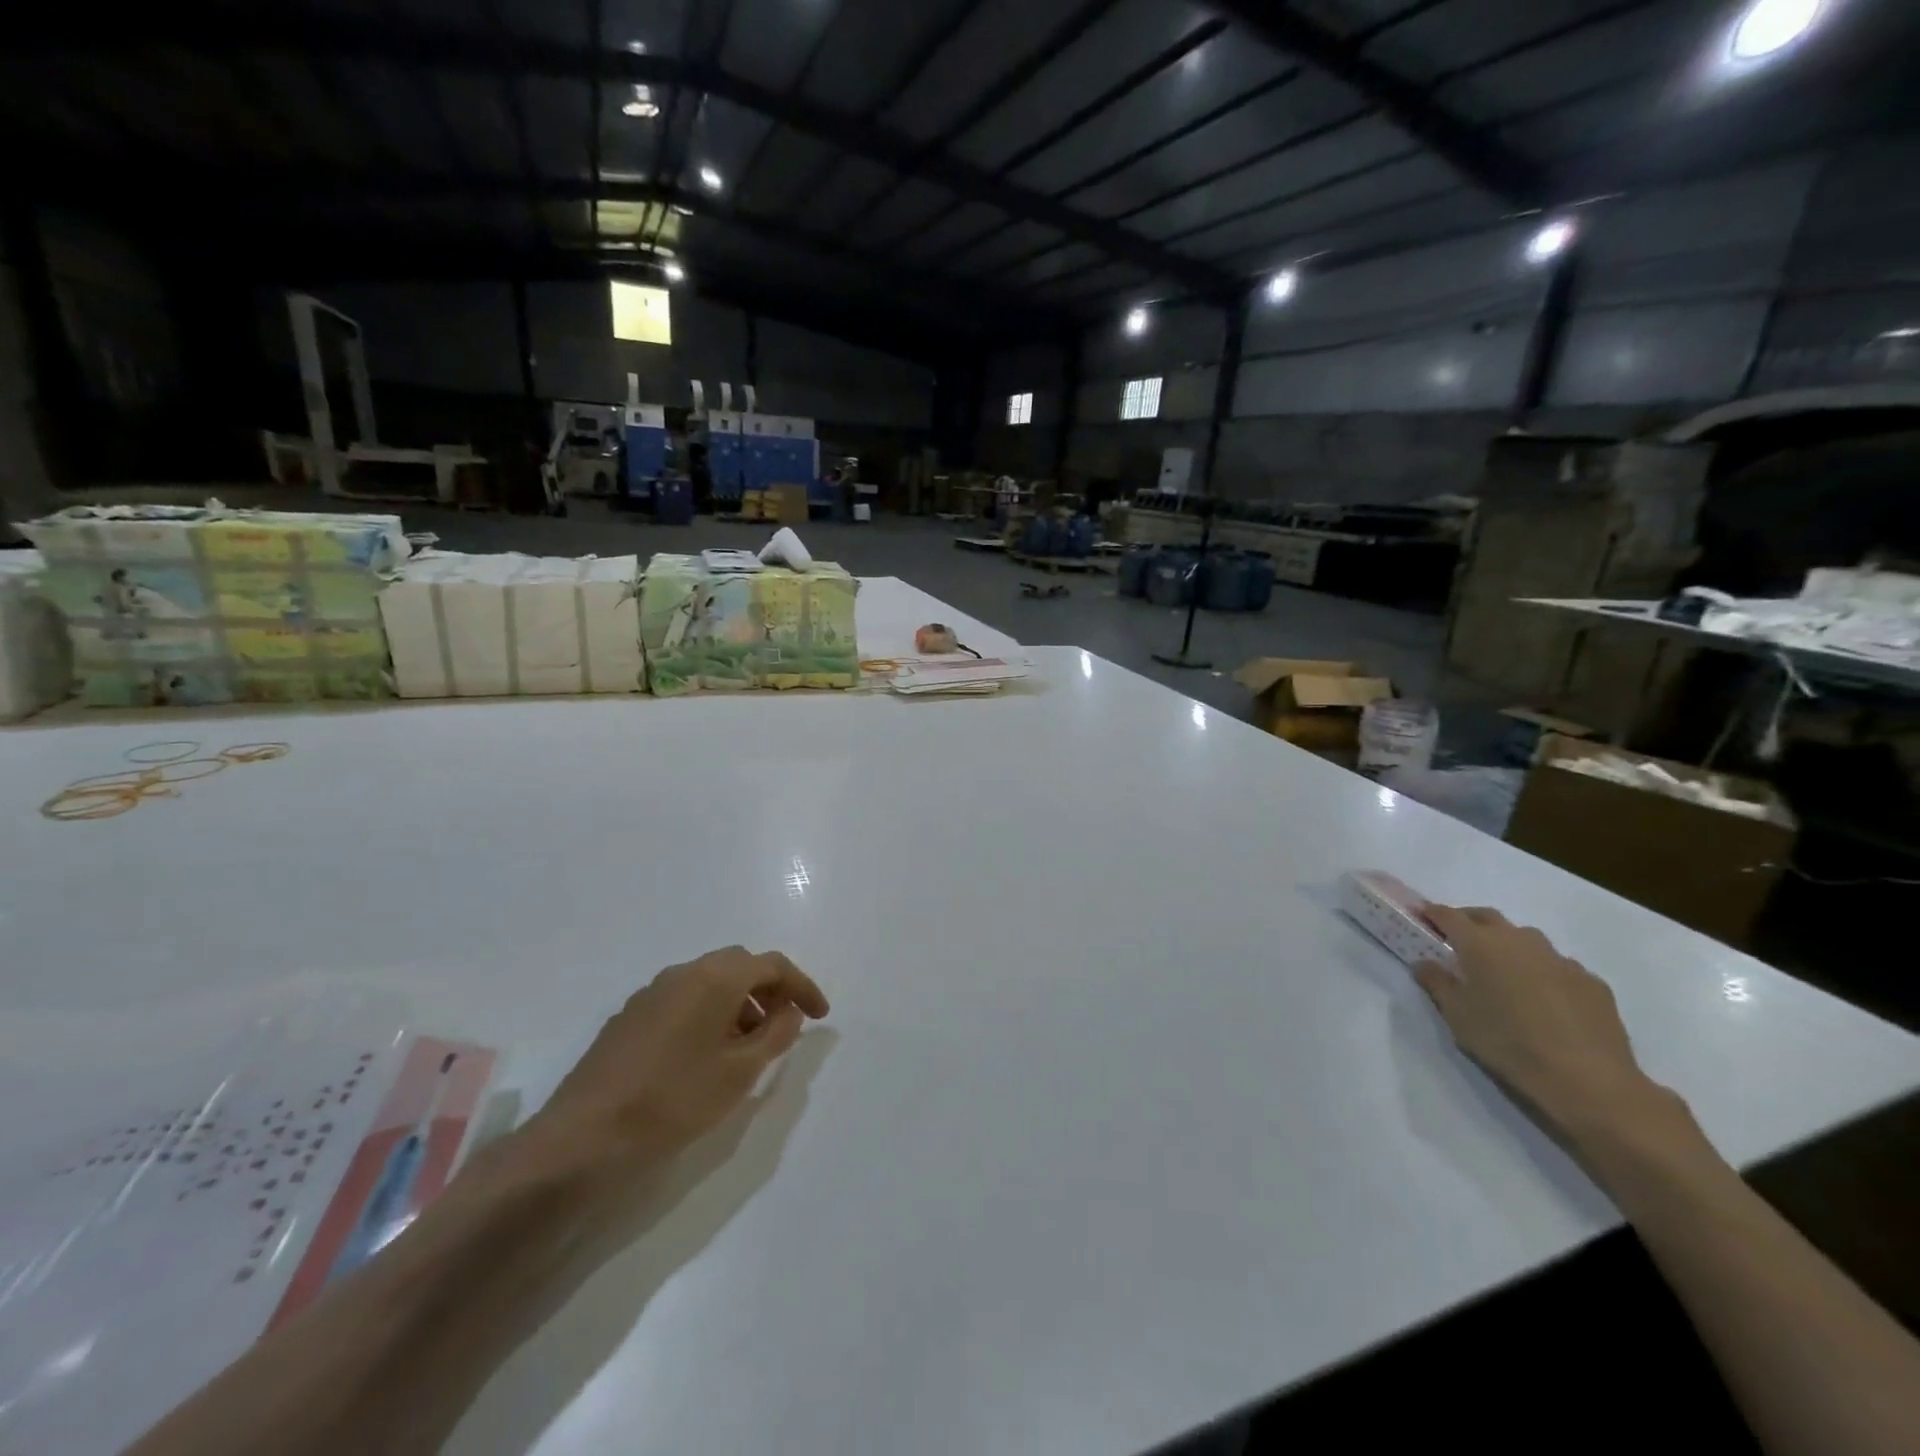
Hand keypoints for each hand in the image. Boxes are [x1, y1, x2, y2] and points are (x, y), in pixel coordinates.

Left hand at [521, 947, 829, 1174]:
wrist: (582, 1139)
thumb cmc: (673, 1101)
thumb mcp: (739, 1073)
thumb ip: (775, 1035)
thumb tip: (789, 1012)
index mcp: (714, 978)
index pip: (772, 965)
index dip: (802, 986)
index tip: (820, 1016)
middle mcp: (683, 973)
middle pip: (739, 966)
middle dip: (769, 990)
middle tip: (785, 1025)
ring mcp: (650, 993)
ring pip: (708, 982)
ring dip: (738, 1003)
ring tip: (748, 1046)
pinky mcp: (628, 1018)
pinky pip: (682, 1000)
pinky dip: (708, 1014)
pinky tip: (705, 1055)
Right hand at [1415, 906, 1664, 1138]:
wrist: (1586, 1078)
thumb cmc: (1506, 1041)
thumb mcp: (1457, 1015)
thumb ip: (1437, 983)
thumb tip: (1424, 963)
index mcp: (1481, 944)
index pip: (1449, 916)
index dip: (1432, 912)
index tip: (1421, 914)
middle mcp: (1519, 941)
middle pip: (1488, 917)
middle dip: (1469, 921)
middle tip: (1457, 938)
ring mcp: (1560, 959)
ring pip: (1526, 939)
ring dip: (1509, 945)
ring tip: (1503, 969)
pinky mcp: (1591, 981)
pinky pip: (1558, 966)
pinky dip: (1542, 971)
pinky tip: (1544, 998)